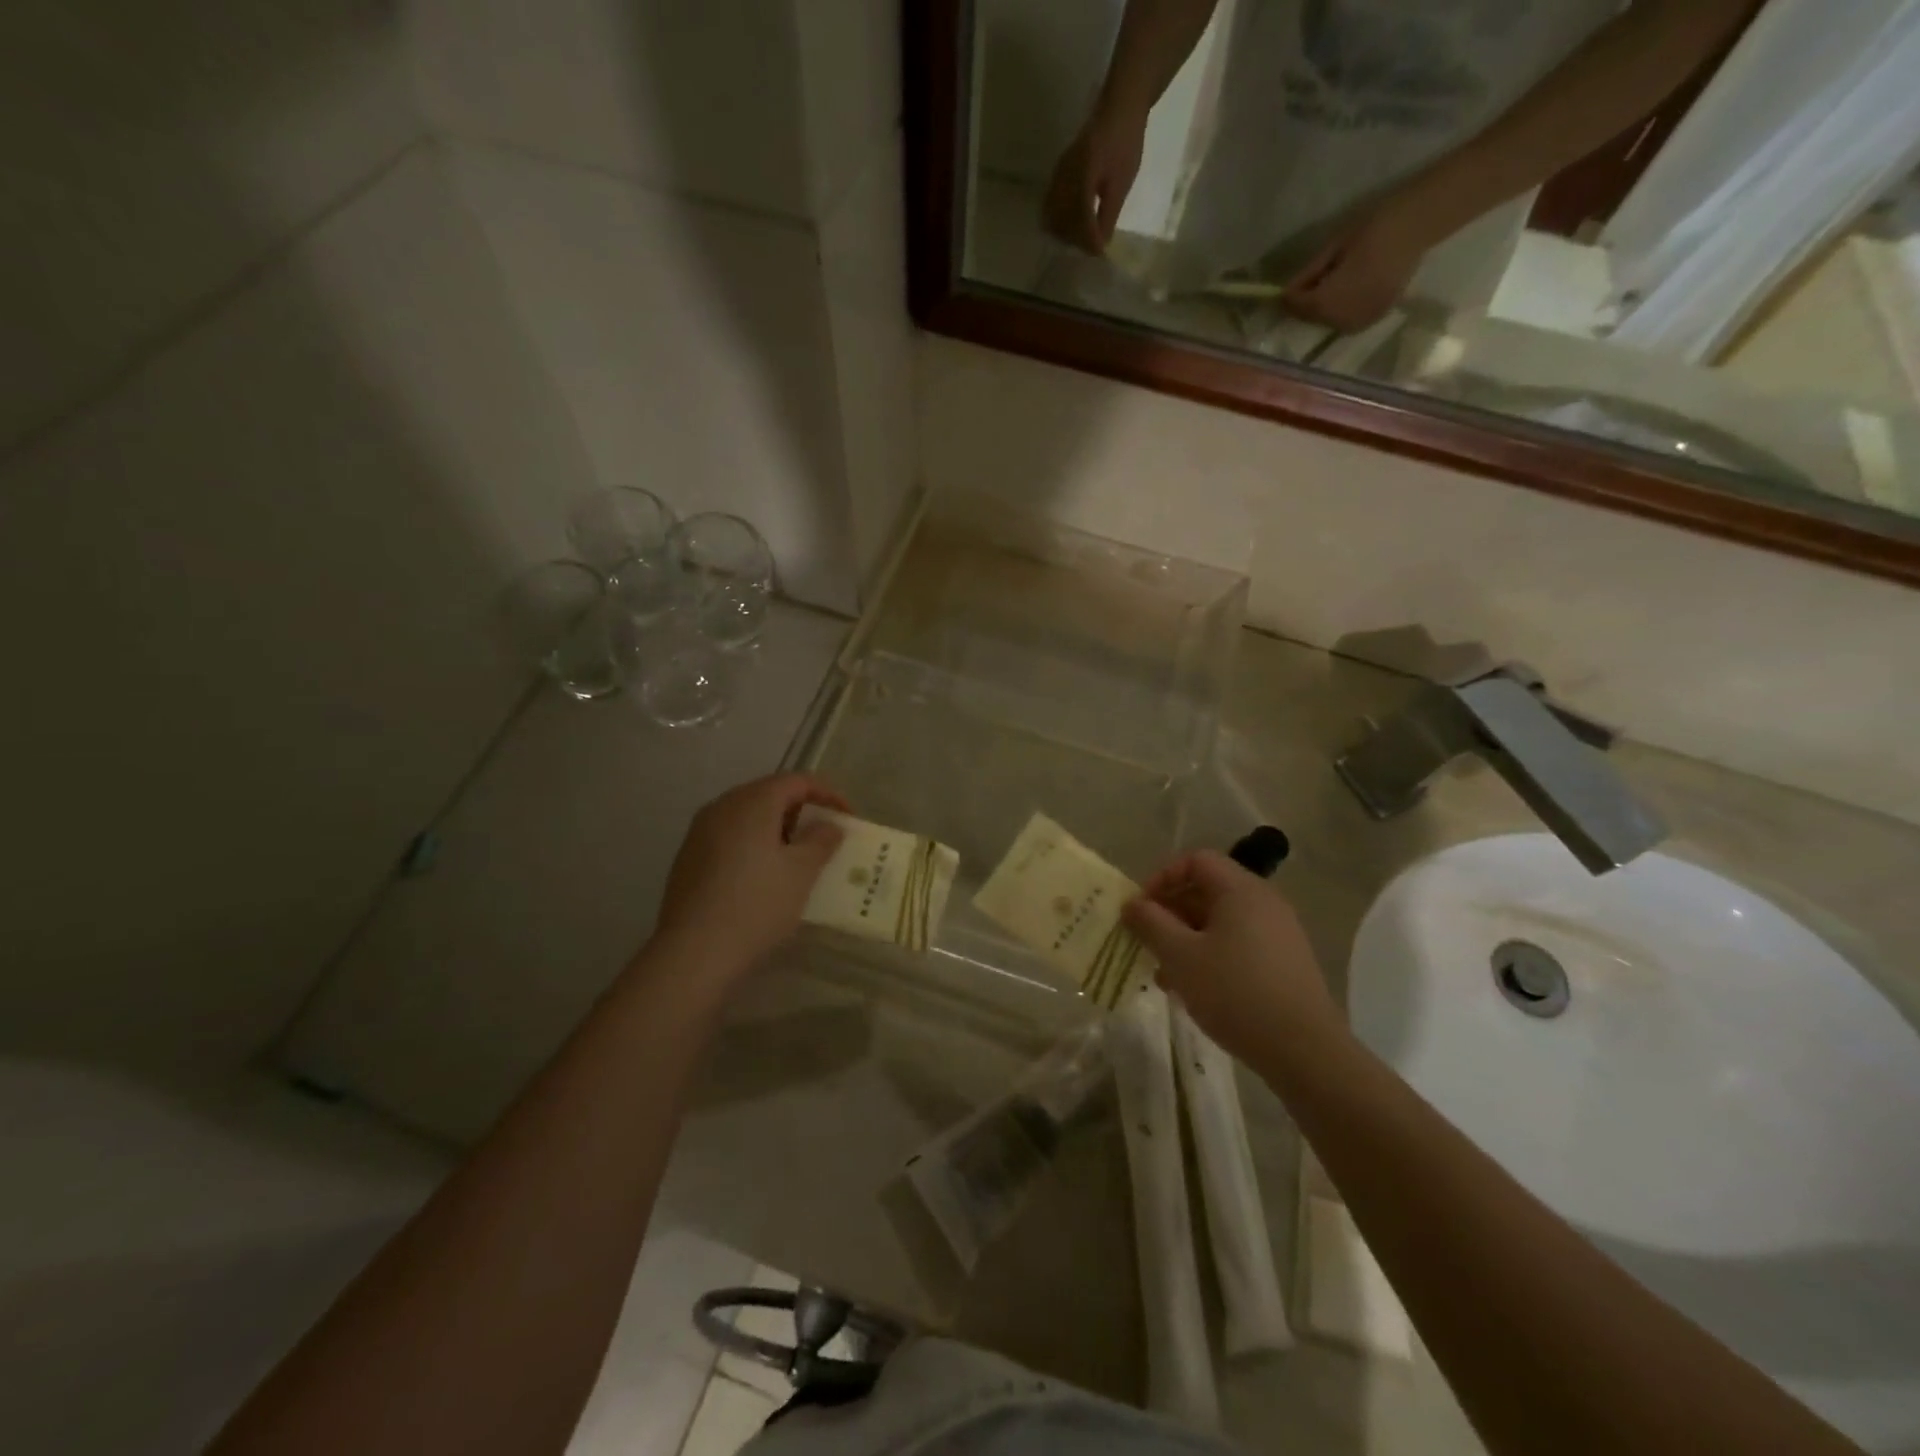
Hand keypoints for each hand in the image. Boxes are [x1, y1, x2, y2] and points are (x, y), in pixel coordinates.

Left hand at [650, 773, 848, 980]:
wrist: (694, 952)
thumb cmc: (757, 904)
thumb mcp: (802, 872)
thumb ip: (821, 841)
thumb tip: (829, 825)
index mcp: (752, 802)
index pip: (796, 781)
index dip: (827, 794)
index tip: (848, 818)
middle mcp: (722, 806)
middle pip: (769, 794)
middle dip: (801, 810)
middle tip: (824, 836)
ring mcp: (700, 832)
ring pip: (747, 816)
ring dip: (777, 827)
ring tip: (797, 856)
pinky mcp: (688, 858)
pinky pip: (730, 836)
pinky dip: (754, 843)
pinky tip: (764, 874)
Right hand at [1043, 105, 1146, 253]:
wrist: (1120, 106)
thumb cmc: (1125, 142)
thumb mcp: (1121, 182)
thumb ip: (1109, 214)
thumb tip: (1100, 245)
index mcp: (1083, 175)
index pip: (1080, 218)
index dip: (1088, 240)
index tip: (1099, 253)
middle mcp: (1065, 175)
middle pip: (1062, 221)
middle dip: (1076, 239)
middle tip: (1093, 246)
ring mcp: (1058, 174)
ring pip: (1053, 215)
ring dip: (1066, 231)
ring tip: (1084, 237)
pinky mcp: (1058, 174)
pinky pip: (1051, 205)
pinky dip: (1060, 220)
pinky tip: (1074, 225)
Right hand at [1122, 851, 1342, 1064]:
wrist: (1304, 1050)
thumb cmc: (1234, 991)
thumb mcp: (1180, 956)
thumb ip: (1151, 924)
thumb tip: (1132, 904)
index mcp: (1240, 889)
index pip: (1195, 860)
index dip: (1162, 878)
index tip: (1141, 909)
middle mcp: (1264, 902)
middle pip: (1208, 890)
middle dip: (1171, 913)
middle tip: (1147, 942)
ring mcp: (1278, 933)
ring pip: (1220, 922)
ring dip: (1186, 939)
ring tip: (1164, 974)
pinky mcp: (1284, 962)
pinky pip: (1238, 944)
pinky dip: (1210, 956)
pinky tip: (1193, 989)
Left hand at [1282, 197, 1437, 332]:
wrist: (1419, 223)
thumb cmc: (1375, 226)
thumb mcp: (1334, 247)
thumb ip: (1310, 273)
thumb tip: (1288, 291)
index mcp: (1333, 299)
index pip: (1301, 307)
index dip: (1290, 299)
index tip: (1282, 291)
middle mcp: (1345, 318)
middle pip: (1314, 318)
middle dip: (1306, 305)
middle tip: (1303, 287)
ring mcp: (1362, 321)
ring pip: (1330, 322)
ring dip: (1322, 310)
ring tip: (1324, 287)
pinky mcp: (1376, 317)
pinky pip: (1348, 320)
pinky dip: (1340, 311)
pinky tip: (1344, 294)